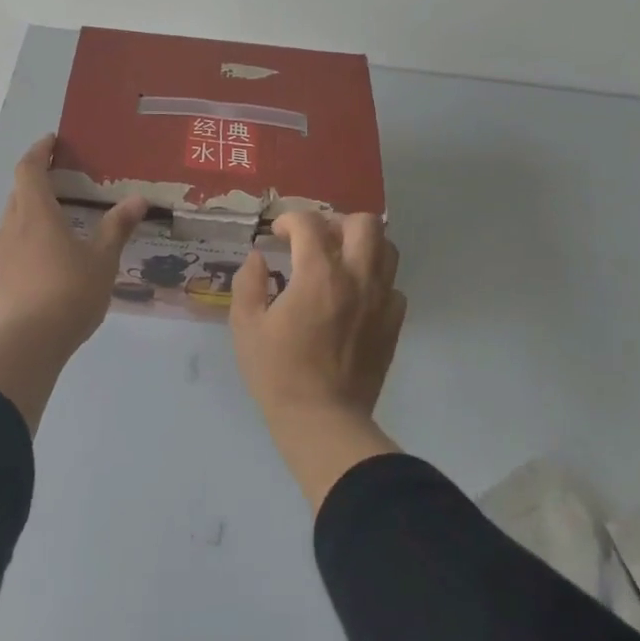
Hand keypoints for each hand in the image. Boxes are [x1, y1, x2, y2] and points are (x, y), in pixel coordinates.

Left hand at [0, 135, 146, 432]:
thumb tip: (137, 199)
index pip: (29, 169)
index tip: (52, 142)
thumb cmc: (69, 292)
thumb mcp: (102, 259)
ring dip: (32, 209)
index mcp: (36, 213)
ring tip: (59, 216)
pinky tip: (48, 252)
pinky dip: (29, 234)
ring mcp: (1, 253)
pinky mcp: (0, 276)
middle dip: (37, 180)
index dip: (39, 151)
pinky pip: (13, 242)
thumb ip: (116, 227)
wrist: (28, 343)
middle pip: (19, 192)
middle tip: (63, 179)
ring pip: (14, 218)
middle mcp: (12, 226)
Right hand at [231, 212, 406, 508]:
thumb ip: (249, 283)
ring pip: (387, 249)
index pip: (310, 224)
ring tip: (339, 261)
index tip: (277, 235)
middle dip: (335, 222)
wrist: (323, 420)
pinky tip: (355, 297)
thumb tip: (258, 258)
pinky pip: (393, 286)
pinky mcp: (393, 323)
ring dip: (362, 246)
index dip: (289, 220)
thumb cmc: (278, 372)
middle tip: (315, 241)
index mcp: (318, 275)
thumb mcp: (246, 326)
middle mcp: (357, 278)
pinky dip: (375, 281)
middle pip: (363, 223)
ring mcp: (381, 300)